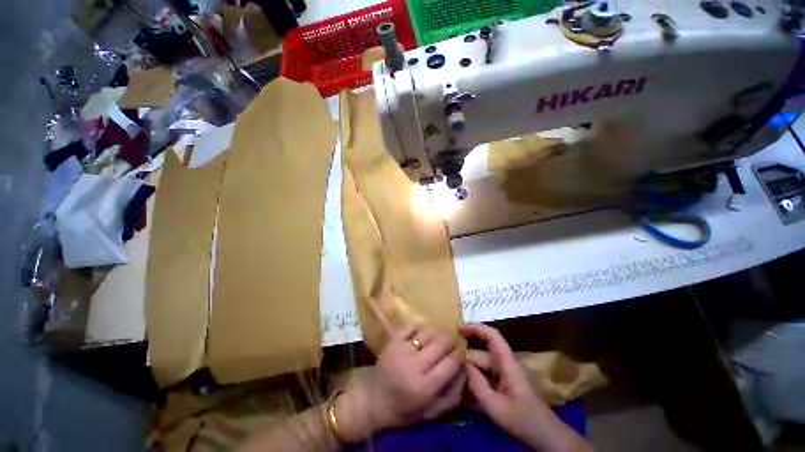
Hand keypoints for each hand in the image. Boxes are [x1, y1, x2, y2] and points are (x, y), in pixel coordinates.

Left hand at [337, 325, 464, 441]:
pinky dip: (420, 327)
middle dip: (451, 340)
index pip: (451, 362)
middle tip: (453, 342)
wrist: (373, 400)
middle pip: (441, 343)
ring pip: (428, 332)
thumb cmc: (405, 409)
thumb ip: (453, 395)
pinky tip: (423, 334)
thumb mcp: (432, 412)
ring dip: (438, 332)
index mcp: (425, 387)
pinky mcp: (392, 340)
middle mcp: (414, 365)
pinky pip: (411, 326)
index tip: (461, 352)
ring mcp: (401, 350)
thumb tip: (465, 370)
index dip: (460, 354)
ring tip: (440, 337)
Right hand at [463, 324, 592, 451]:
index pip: (492, 335)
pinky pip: (486, 378)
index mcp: (507, 363)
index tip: (459, 330)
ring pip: (482, 368)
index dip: (476, 328)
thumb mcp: (495, 406)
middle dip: (466, 363)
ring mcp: (505, 374)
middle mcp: (505, 364)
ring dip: (470, 376)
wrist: (545, 437)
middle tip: (450, 373)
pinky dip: (476, 384)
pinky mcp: (504, 384)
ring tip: (455, 386)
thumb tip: (462, 364)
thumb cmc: (523, 420)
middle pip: (481, 355)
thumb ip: (477, 385)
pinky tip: (465, 397)